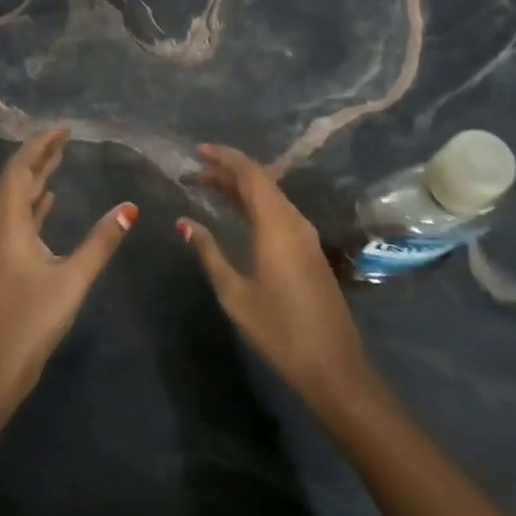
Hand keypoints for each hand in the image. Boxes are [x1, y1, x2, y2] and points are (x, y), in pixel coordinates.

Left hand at [0, 128, 135, 406]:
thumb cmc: (31, 321)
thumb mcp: (72, 278)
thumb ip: (101, 241)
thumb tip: (129, 208)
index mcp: (7, 224)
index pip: (20, 170)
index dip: (40, 145)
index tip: (64, 129)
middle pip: (14, 180)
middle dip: (38, 156)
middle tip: (65, 138)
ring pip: (15, 200)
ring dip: (34, 178)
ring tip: (59, 160)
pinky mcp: (2, 263)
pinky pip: (16, 219)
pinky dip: (33, 204)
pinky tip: (48, 201)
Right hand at [178, 144, 373, 411]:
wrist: (332, 364)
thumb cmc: (278, 329)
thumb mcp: (234, 292)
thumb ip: (209, 252)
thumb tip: (184, 223)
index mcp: (277, 226)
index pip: (251, 175)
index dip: (224, 158)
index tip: (198, 152)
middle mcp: (295, 222)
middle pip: (262, 182)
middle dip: (228, 172)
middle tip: (196, 173)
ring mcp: (306, 236)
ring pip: (271, 197)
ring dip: (242, 189)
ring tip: (210, 188)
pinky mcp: (309, 250)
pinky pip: (279, 213)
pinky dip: (255, 205)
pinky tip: (238, 214)